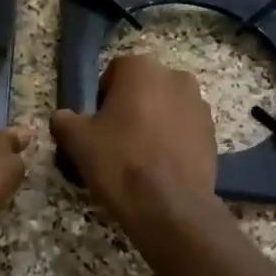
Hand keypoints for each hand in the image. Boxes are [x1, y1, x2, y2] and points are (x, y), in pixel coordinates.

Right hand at [50, 54, 218, 228]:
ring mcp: (199, 104)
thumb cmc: (119, 162)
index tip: (97, 125)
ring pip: (166, 107)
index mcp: (141, 68)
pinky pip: (184, 128)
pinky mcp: (213, 132)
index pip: (114, 72)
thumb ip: (64, 120)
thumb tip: (63, 118)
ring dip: (153, 122)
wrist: (170, 206)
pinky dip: (173, 140)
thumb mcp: (77, 141)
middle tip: (116, 140)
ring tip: (140, 156)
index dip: (102, 98)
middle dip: (130, 107)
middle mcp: (175, 76)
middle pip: (143, 88)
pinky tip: (161, 166)